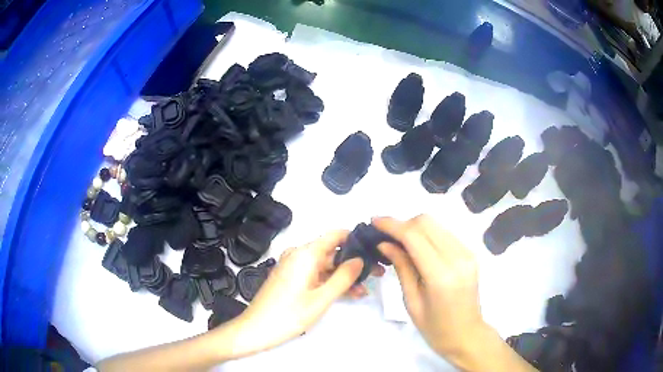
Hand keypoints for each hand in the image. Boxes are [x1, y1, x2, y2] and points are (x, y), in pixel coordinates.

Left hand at [225, 230, 383, 356]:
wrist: (255, 329)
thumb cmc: (288, 315)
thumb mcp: (321, 298)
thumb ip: (344, 277)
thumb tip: (360, 259)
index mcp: (305, 254)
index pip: (336, 235)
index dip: (356, 239)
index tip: (373, 250)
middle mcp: (298, 255)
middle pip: (332, 252)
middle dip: (353, 263)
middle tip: (375, 274)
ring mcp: (293, 267)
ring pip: (325, 266)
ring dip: (343, 276)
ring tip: (363, 290)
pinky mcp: (290, 278)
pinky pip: (314, 274)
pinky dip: (329, 282)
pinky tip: (346, 293)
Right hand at [372, 215, 483, 360]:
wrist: (466, 334)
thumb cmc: (435, 327)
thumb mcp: (411, 301)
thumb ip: (401, 267)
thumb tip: (385, 243)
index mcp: (441, 275)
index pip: (414, 236)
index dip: (392, 225)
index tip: (374, 221)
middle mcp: (458, 257)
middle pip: (426, 222)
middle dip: (402, 224)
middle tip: (385, 236)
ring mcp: (467, 253)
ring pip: (436, 224)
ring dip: (415, 227)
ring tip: (399, 241)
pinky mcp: (470, 253)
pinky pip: (444, 233)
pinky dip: (427, 234)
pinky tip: (417, 248)